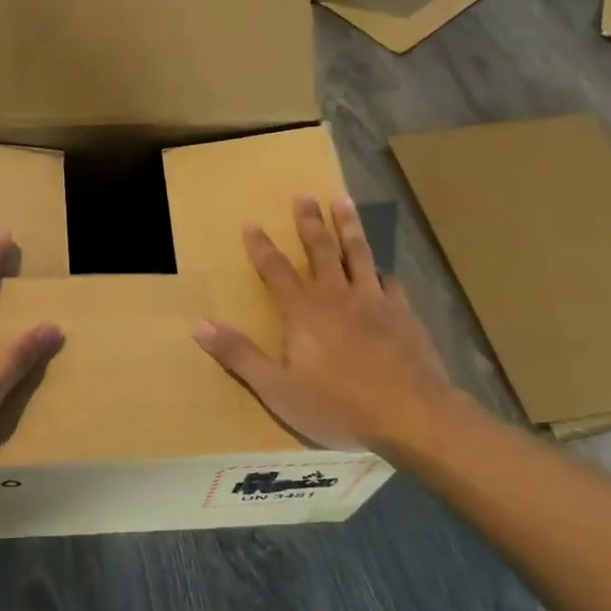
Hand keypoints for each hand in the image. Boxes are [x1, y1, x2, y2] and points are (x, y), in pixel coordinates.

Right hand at [194, 194, 467, 453]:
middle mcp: (337, 296)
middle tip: (304, 195)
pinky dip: (382, 271)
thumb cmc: (337, 405)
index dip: (261, 246)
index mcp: (303, 311)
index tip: (251, 223)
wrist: (411, 416)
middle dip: (309, 221)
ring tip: (343, 201)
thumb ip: (239, 354)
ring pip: (358, 254)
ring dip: (348, 226)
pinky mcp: (404, 315)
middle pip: (320, 249)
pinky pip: (390, 282)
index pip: (275, 269)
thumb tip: (199, 324)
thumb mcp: (277, 388)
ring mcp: (374, 301)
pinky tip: (382, 268)